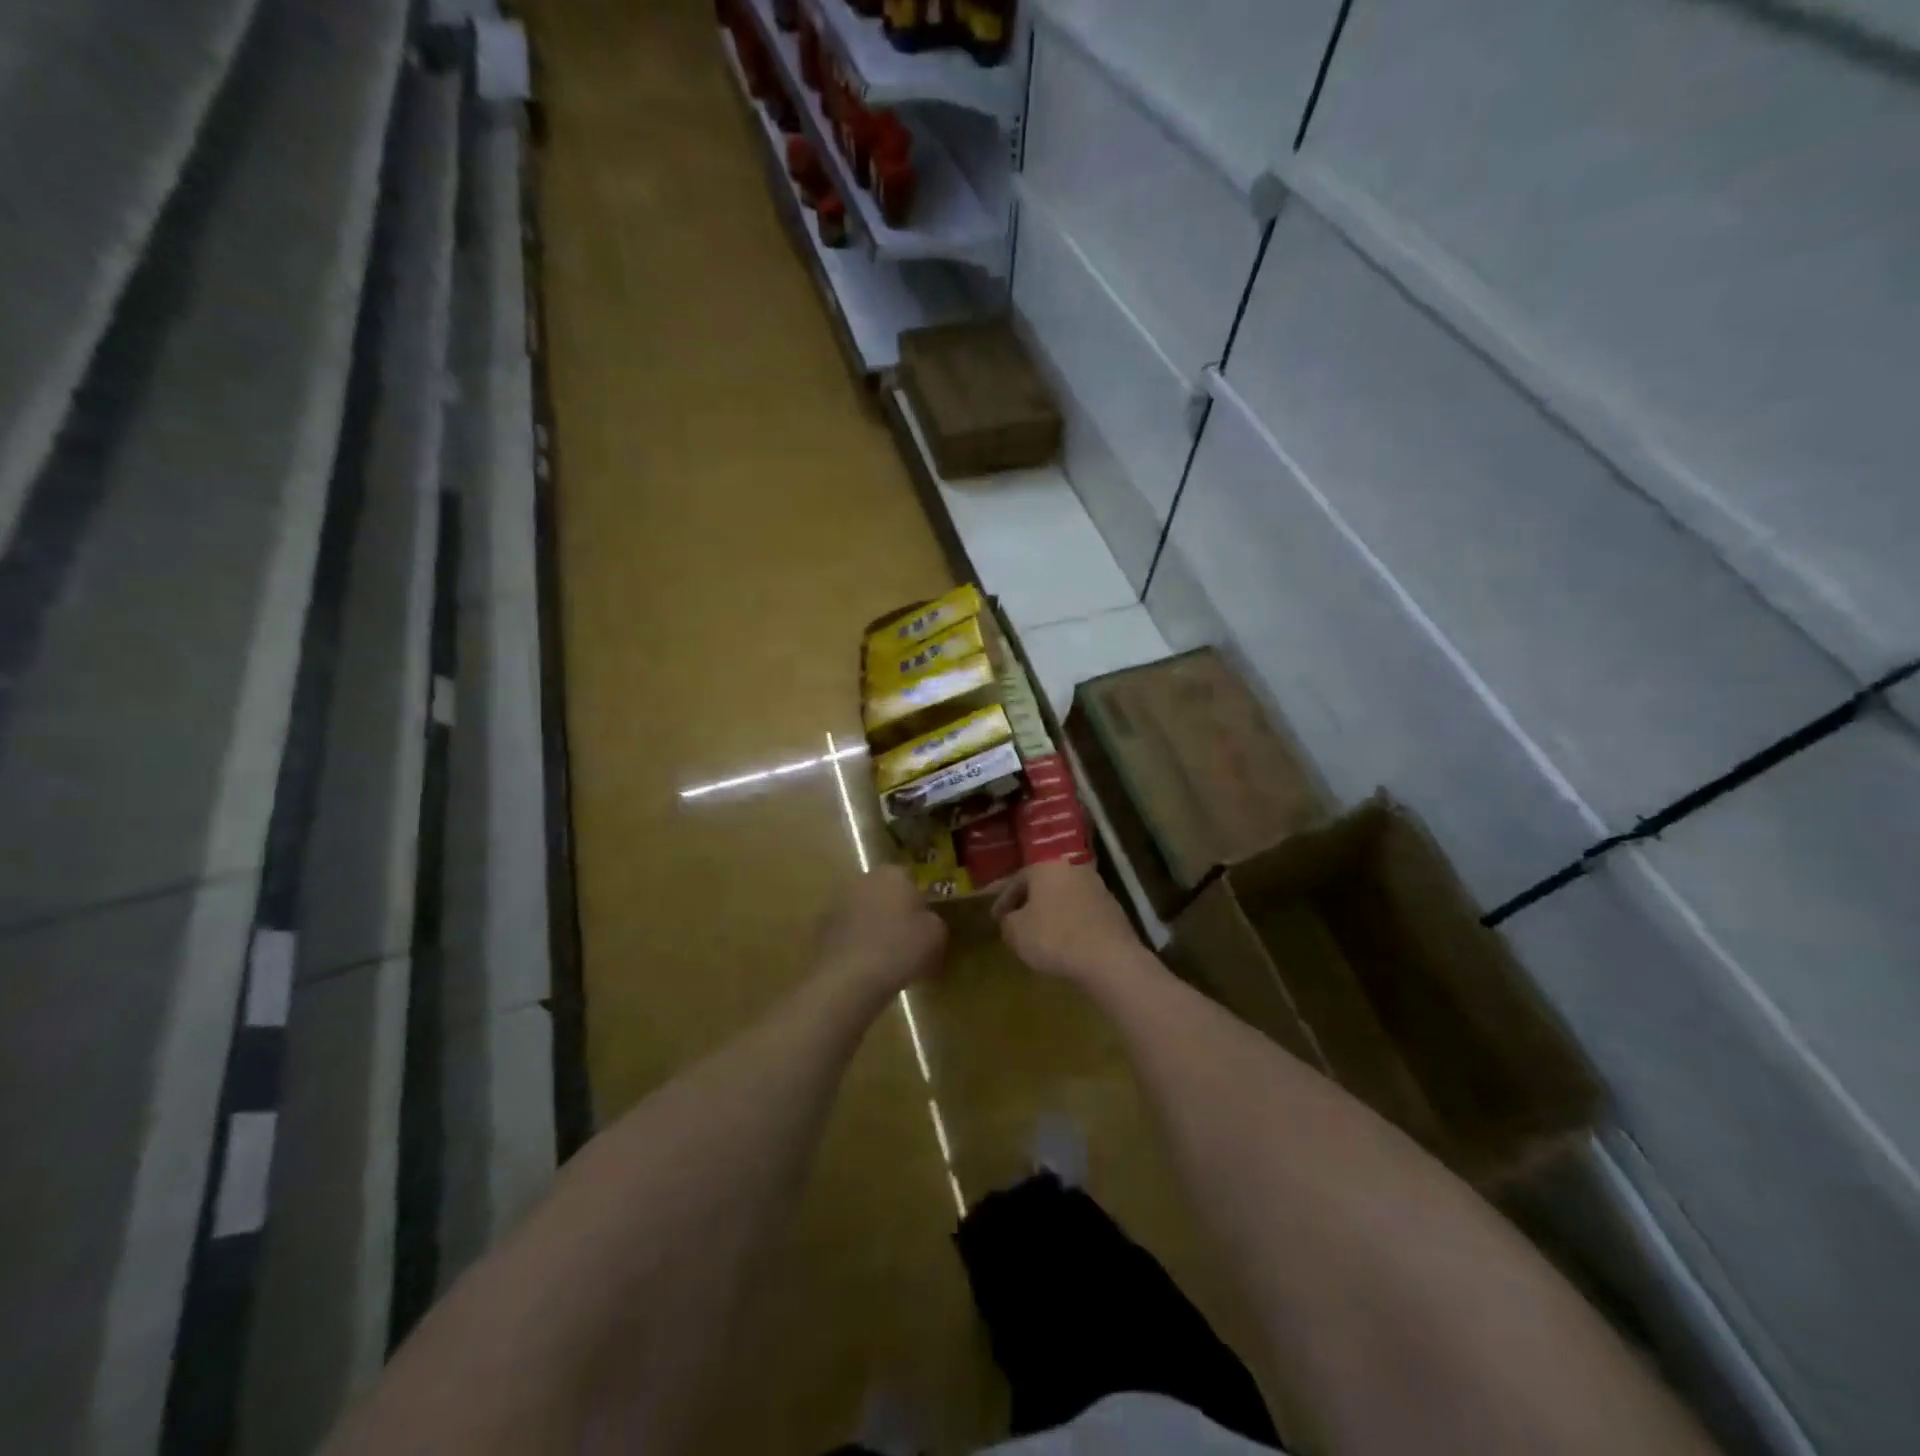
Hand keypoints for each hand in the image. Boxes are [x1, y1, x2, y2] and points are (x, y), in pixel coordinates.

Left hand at [816, 866, 947, 995]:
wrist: (848, 979)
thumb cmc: (899, 948)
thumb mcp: (936, 935)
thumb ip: (934, 921)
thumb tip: (925, 921)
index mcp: (891, 873)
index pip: (910, 880)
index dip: (919, 903)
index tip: (925, 926)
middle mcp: (861, 880)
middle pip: (884, 895)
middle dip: (894, 913)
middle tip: (907, 942)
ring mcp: (836, 904)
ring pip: (863, 914)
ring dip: (873, 929)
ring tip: (886, 960)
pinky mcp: (820, 930)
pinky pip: (847, 935)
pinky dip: (856, 946)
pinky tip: (865, 970)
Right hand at [992, 861, 1146, 987]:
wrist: (1109, 958)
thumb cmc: (1054, 938)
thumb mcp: (1016, 932)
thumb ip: (1007, 922)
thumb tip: (1010, 919)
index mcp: (1046, 866)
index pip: (1017, 879)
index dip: (1002, 901)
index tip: (995, 919)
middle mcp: (1073, 868)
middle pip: (1043, 884)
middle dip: (1029, 902)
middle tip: (1017, 921)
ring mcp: (1097, 887)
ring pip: (1064, 897)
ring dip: (1051, 912)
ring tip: (1040, 933)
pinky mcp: (1113, 908)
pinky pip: (1082, 912)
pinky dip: (1070, 922)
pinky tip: (1065, 941)